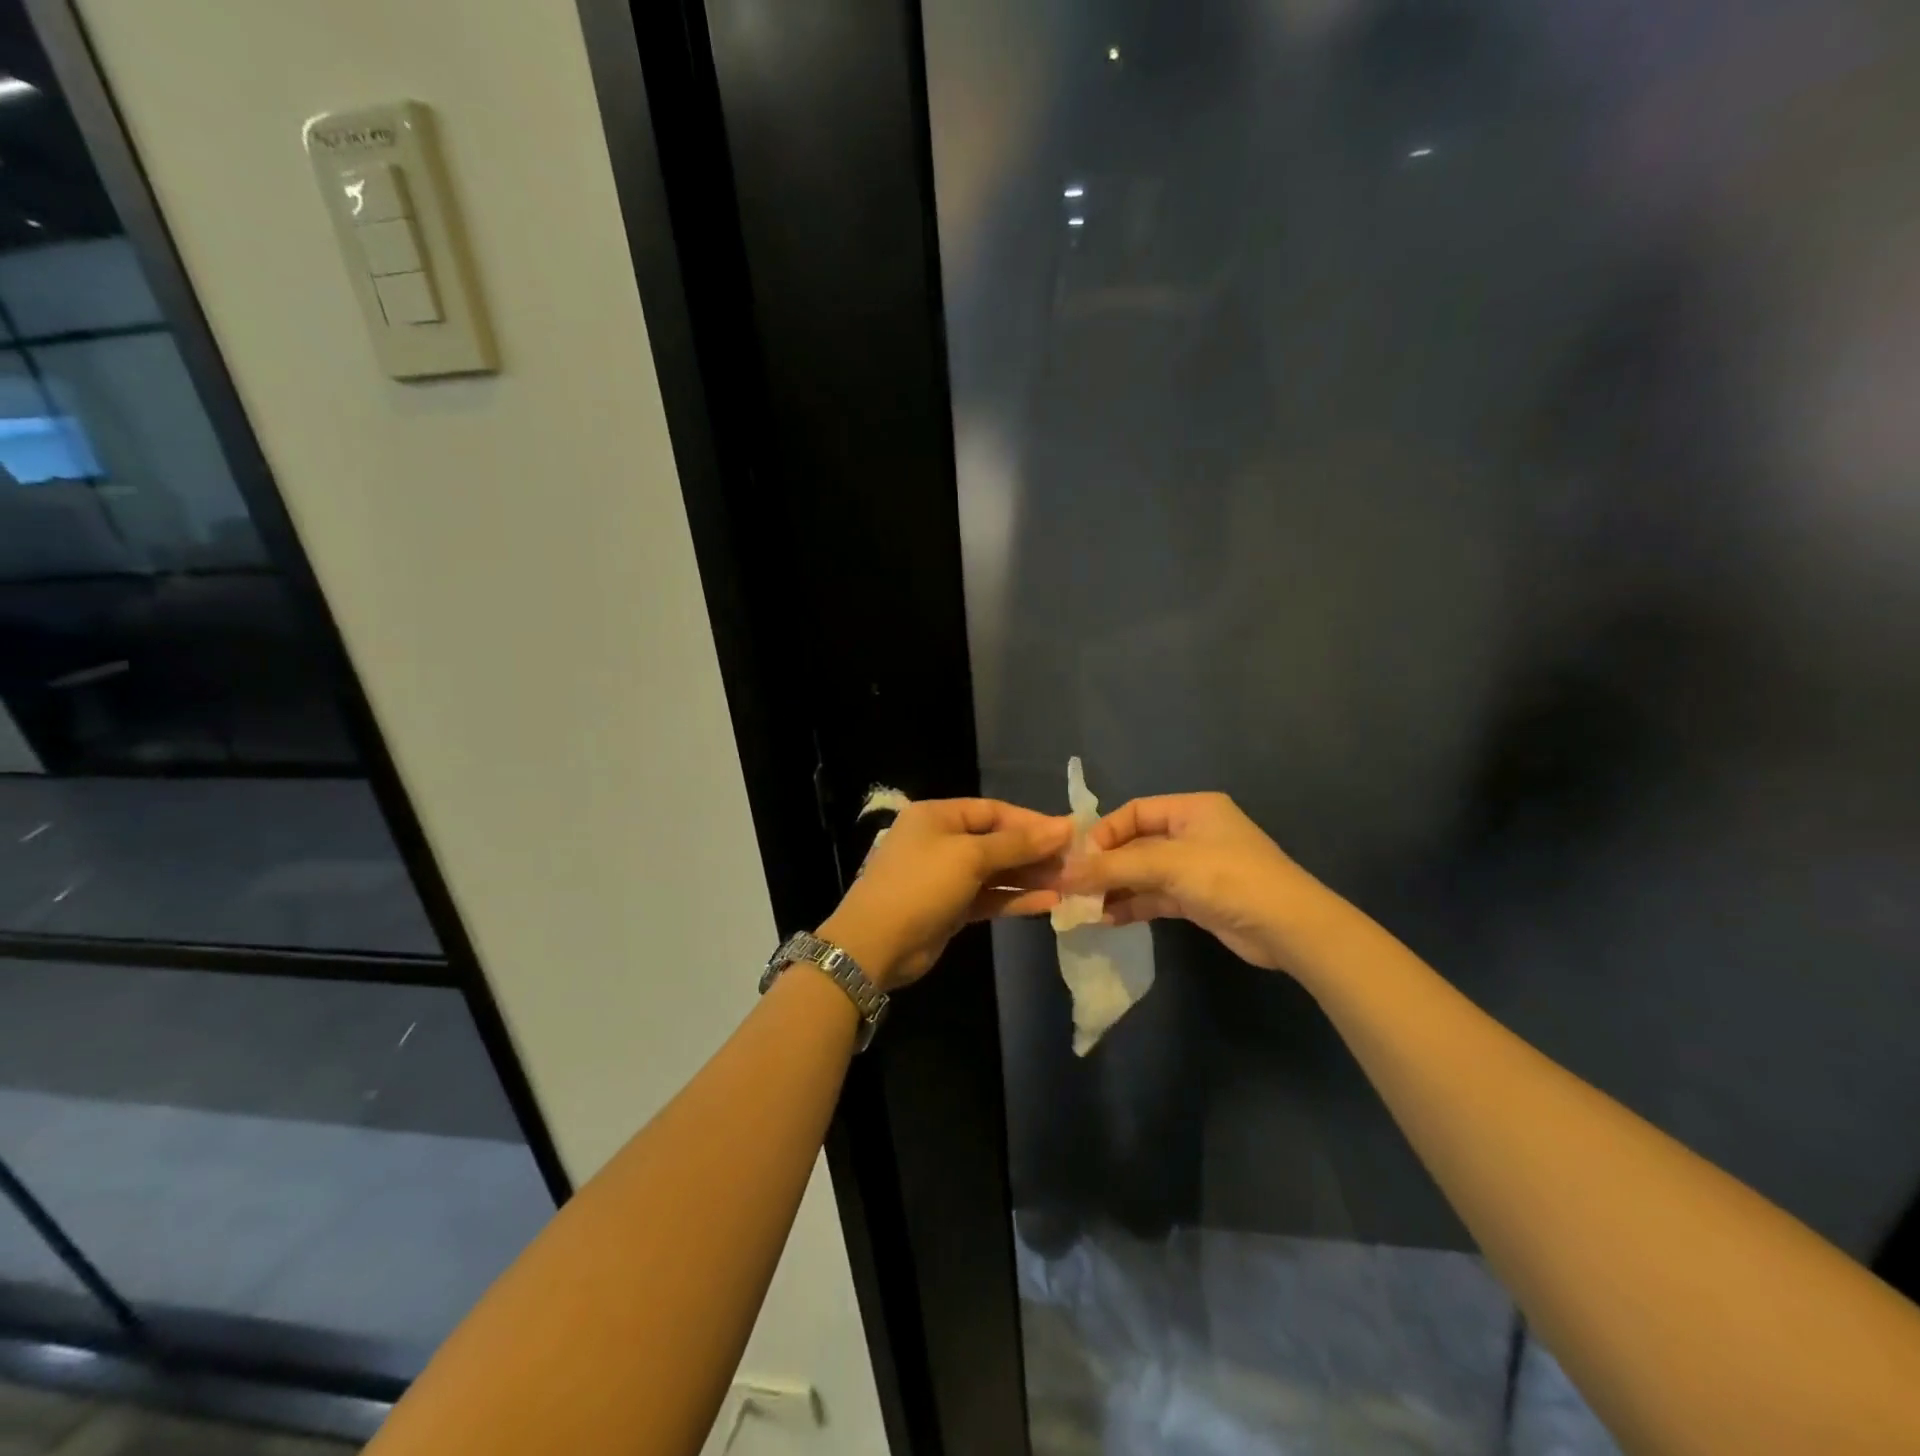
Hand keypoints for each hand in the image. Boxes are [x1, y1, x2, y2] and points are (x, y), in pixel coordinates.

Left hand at [819, 798, 1070, 990]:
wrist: (875, 945)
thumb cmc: (921, 885)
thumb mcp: (970, 857)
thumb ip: (1017, 843)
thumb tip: (1063, 826)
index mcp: (938, 815)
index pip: (993, 811)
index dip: (1031, 821)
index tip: (1068, 834)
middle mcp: (942, 840)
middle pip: (997, 841)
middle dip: (1034, 852)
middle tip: (1074, 862)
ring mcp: (946, 876)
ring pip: (996, 871)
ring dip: (1030, 877)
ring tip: (1069, 883)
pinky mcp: (952, 908)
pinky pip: (990, 897)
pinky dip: (1015, 898)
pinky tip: (1049, 903)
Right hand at [1063, 792, 1331, 972]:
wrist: (1289, 928)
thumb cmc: (1229, 878)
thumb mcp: (1168, 865)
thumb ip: (1115, 867)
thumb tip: (1065, 874)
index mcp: (1191, 809)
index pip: (1134, 812)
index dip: (1103, 833)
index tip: (1076, 858)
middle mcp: (1191, 833)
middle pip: (1135, 844)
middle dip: (1104, 865)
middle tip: (1072, 887)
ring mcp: (1195, 868)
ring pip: (1143, 874)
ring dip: (1114, 888)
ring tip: (1082, 907)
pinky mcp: (1197, 899)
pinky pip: (1155, 897)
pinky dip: (1132, 905)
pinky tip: (1106, 918)